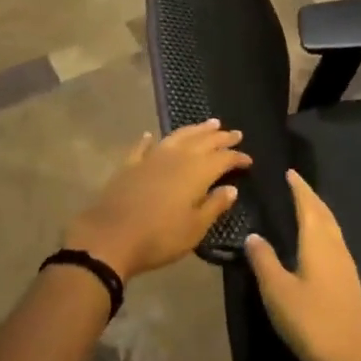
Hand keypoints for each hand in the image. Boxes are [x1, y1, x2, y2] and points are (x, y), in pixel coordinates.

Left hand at [63, 120, 250, 283]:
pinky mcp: (131, 164)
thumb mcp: (195, 228)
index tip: (249, 159)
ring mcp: (152, 157)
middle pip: (203, 141)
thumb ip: (215, 205)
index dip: (237, 157)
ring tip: (209, 123)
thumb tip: (232, 188)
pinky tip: (150, 135)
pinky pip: (143, 147)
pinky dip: (149, 140)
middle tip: (234, 133)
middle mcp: (176, 156)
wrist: (112, 236)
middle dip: (220, 137)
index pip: (222, 158)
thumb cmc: (160, 236)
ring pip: (178, 136)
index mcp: (196, 171)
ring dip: (195, 129)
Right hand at [244, 169, 360, 360]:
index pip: (308, 205)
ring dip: (319, 214)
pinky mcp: (350, 286)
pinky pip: (335, 244)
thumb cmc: (313, 322)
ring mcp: (346, 267)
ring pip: (332, 229)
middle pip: (324, 213)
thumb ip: (264, 261)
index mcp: (318, 241)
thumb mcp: (278, 292)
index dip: (299, 188)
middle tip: (296, 186)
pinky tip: (317, 246)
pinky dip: (324, 233)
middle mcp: (336, 247)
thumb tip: (253, 235)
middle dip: (310, 197)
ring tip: (304, 208)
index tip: (290, 172)